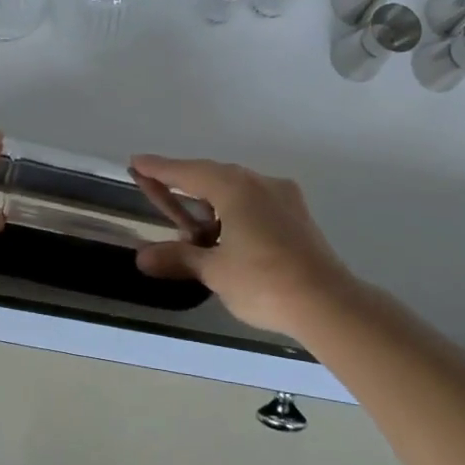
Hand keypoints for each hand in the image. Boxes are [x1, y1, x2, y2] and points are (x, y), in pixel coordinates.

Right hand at [129, 154, 360, 337]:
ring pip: (237, 188)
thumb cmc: (264, 282)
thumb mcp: (215, 271)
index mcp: (235, 188)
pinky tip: (226, 230)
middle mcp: (260, 183)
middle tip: (158, 187)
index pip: (188, 172)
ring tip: (190, 217)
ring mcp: (283, 198)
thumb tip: (143, 257)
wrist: (328, 303)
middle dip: (184, 181)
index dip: (160, 169)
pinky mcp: (297, 216)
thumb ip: (179, 258)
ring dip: (211, 198)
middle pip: (213, 175)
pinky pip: (255, 202)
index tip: (137, 161)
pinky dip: (233, 210)